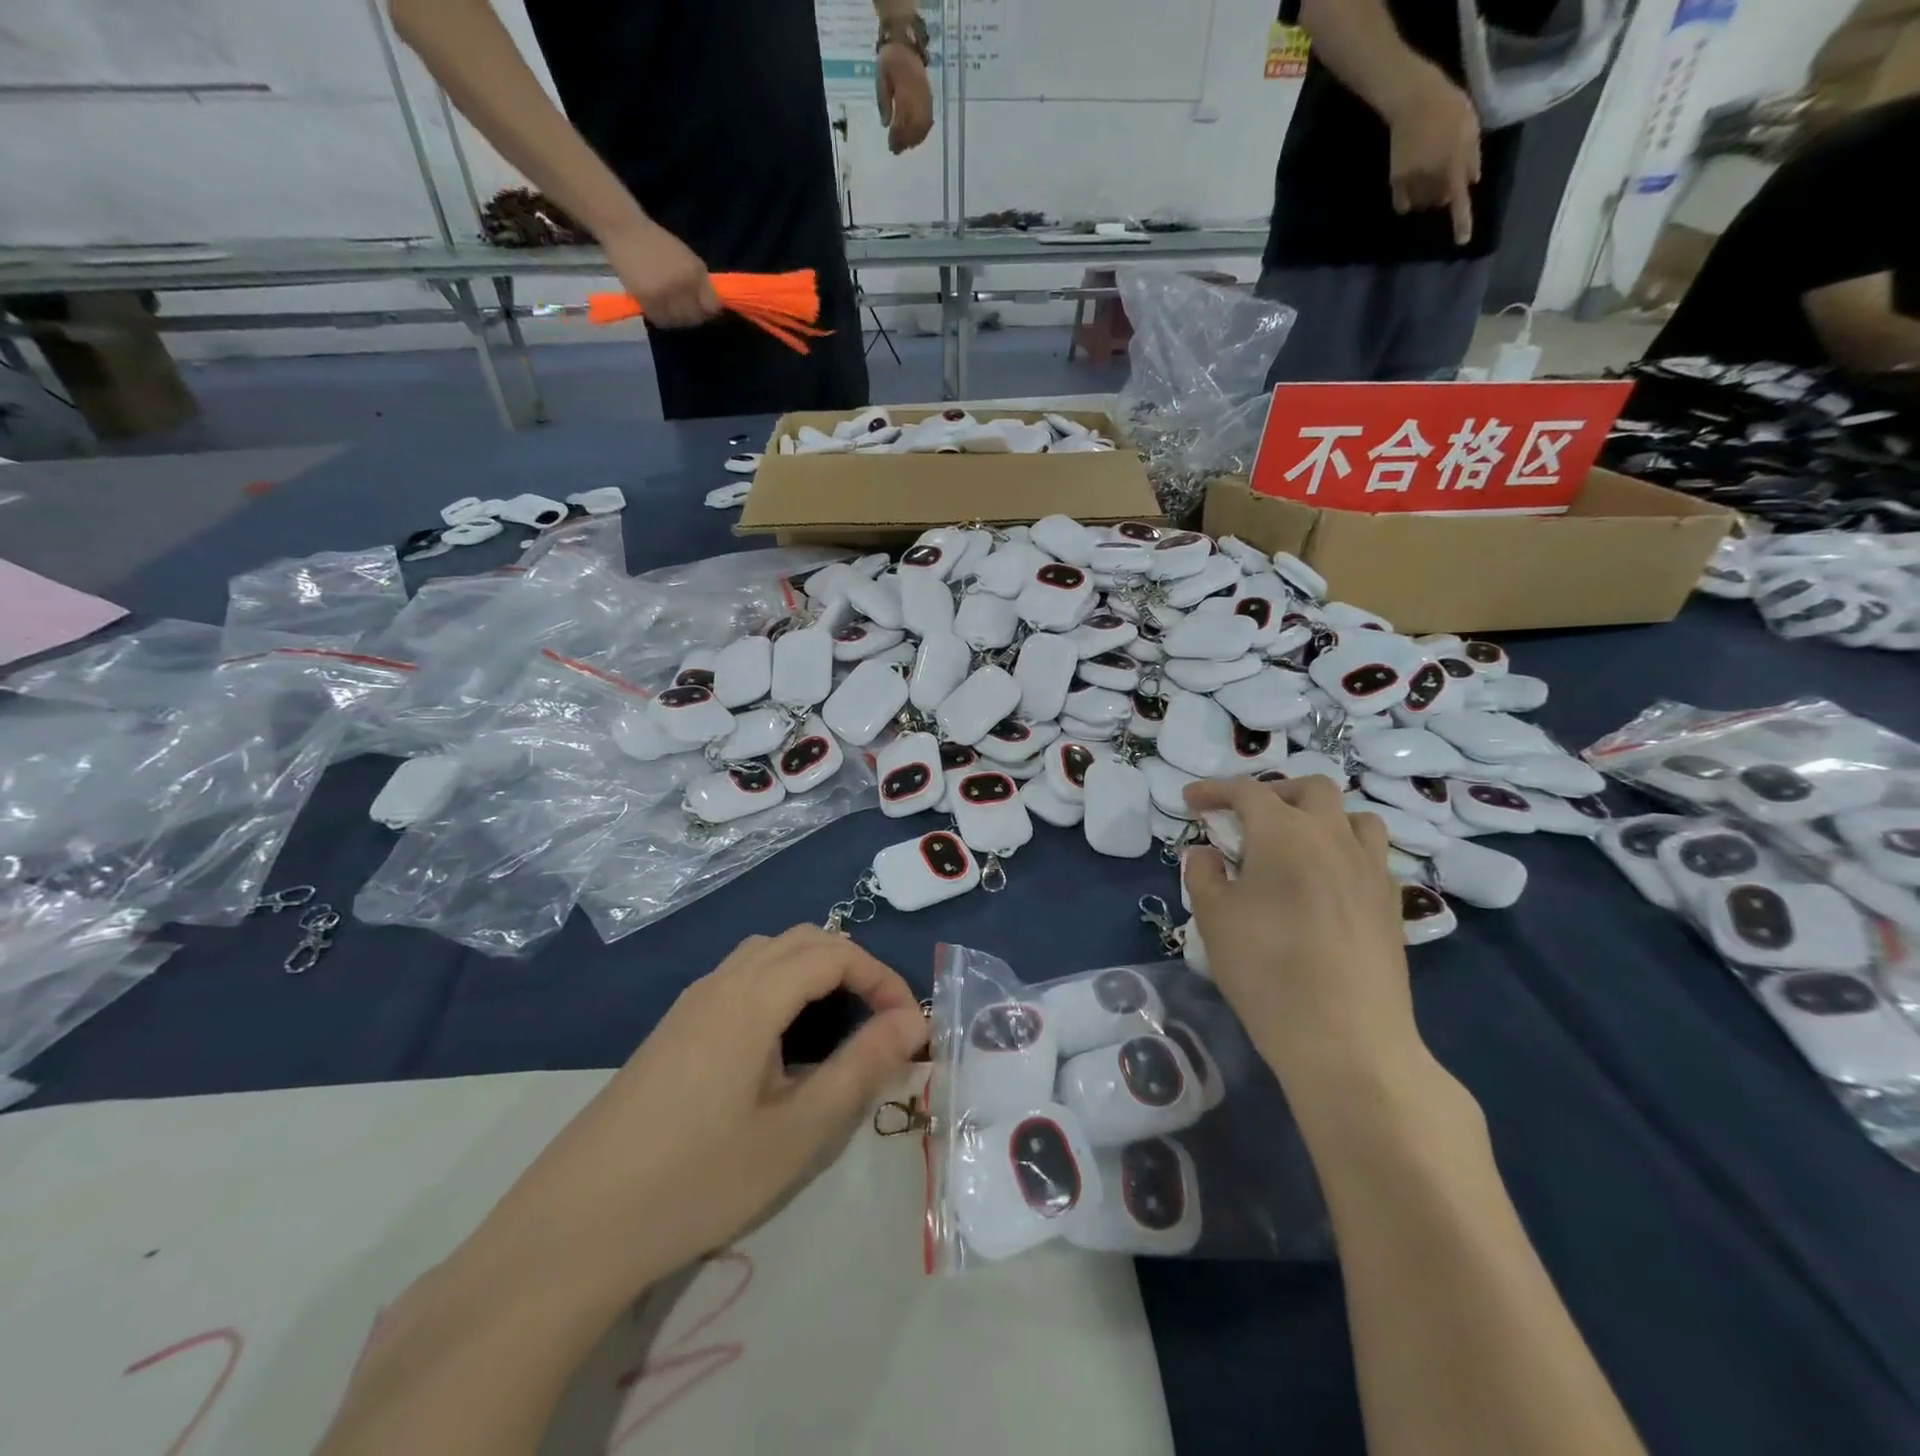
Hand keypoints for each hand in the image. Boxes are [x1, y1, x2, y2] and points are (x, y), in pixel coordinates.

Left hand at [464, 926, 926, 1294]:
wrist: (573, 1228)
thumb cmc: (696, 1181)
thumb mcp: (795, 1133)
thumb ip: (860, 1068)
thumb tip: (912, 1022)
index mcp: (752, 997)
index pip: (835, 953)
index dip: (882, 979)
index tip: (910, 1028)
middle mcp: (720, 983)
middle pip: (802, 940)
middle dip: (853, 967)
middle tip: (880, 1023)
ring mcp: (690, 1004)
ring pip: (767, 955)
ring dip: (813, 973)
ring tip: (837, 1028)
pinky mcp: (672, 1029)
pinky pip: (739, 980)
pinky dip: (779, 987)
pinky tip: (778, 1047)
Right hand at [602, 218, 720, 327]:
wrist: (626, 230)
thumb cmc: (659, 243)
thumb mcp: (688, 258)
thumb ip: (702, 283)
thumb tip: (712, 307)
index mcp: (695, 274)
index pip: (712, 306)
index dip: (710, 311)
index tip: (706, 310)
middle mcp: (682, 285)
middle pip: (695, 317)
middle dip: (694, 316)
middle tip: (687, 311)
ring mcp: (664, 294)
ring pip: (678, 321)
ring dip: (678, 319)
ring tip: (673, 310)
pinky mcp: (647, 299)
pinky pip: (660, 320)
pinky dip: (663, 318)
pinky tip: (661, 310)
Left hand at [876, 42, 933, 153]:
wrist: (905, 42)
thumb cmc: (890, 59)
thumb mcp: (881, 78)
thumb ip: (883, 101)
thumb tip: (886, 124)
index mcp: (904, 91)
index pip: (902, 121)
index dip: (896, 137)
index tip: (891, 147)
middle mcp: (917, 97)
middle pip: (914, 127)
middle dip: (905, 141)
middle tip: (897, 151)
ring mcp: (925, 98)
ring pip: (923, 126)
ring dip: (915, 139)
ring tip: (906, 146)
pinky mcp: (929, 97)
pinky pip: (928, 119)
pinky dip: (923, 131)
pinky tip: (916, 137)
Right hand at [1182, 776, 1420, 1095]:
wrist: (1346, 1039)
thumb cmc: (1267, 971)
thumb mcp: (1214, 919)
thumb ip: (1203, 874)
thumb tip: (1206, 853)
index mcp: (1284, 833)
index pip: (1246, 792)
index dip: (1214, 790)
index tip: (1191, 801)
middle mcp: (1332, 837)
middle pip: (1310, 788)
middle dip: (1273, 793)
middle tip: (1245, 818)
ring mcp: (1370, 868)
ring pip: (1354, 816)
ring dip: (1320, 817)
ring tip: (1295, 843)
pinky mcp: (1391, 902)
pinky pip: (1371, 854)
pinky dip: (1344, 851)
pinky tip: (1325, 882)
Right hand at [1384, 65, 1481, 246]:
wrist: (1414, 100)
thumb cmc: (1448, 107)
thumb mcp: (1470, 126)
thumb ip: (1471, 156)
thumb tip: (1470, 182)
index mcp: (1453, 163)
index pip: (1459, 199)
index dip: (1461, 222)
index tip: (1461, 242)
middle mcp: (1432, 177)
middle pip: (1439, 202)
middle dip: (1444, 195)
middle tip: (1446, 177)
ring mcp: (1412, 181)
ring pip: (1422, 204)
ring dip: (1428, 198)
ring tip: (1430, 178)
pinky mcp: (1396, 180)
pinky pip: (1403, 203)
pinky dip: (1409, 202)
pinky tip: (1412, 191)